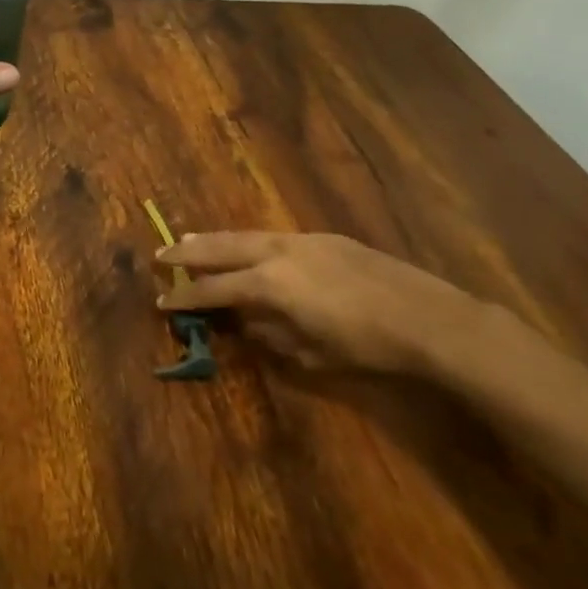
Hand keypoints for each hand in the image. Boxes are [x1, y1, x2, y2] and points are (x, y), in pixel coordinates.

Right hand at [155, 232, 503, 376]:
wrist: (427, 317)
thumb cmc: (365, 345)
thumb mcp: (311, 353)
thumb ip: (270, 335)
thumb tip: (244, 323)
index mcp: (269, 285)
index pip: (215, 290)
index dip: (186, 297)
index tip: (160, 301)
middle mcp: (277, 253)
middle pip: (221, 248)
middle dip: (188, 253)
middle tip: (160, 254)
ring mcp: (301, 240)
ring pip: (245, 235)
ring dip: (215, 240)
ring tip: (190, 240)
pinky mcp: (323, 238)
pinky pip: (271, 236)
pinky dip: (248, 241)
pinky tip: (247, 247)